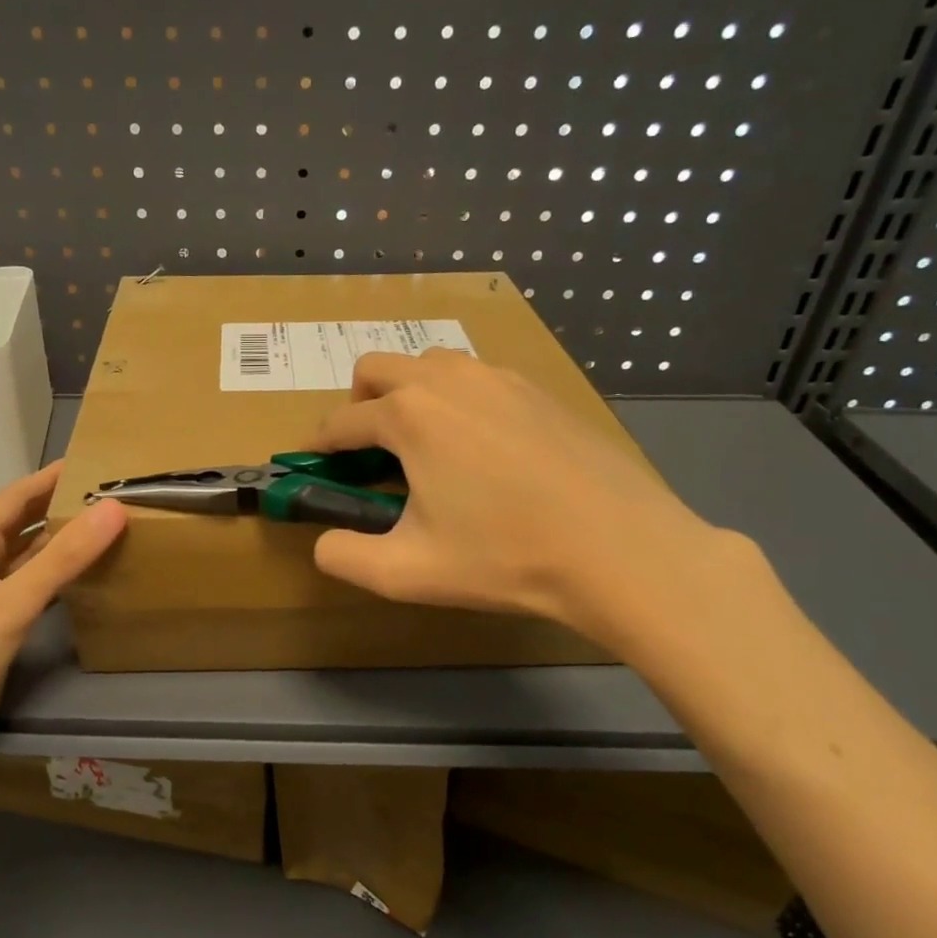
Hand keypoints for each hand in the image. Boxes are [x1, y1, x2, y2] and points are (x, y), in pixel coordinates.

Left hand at [0, 461, 125, 774]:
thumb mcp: (12, 603)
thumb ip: (63, 558)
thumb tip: (112, 509)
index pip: (14, 499)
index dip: (47, 478)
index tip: (89, 462)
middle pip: (21, 527)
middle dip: (58, 508)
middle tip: (107, 496)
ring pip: (29, 561)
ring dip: (61, 545)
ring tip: (106, 532)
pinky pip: (34, 593)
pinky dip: (59, 581)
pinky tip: (86, 583)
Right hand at [308, 351, 741, 654]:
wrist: (620, 547)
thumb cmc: (504, 557)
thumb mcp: (407, 572)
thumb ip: (344, 557)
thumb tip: (324, 544)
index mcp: (409, 416)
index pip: (342, 421)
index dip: (321, 445)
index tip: (317, 464)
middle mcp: (447, 380)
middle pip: (377, 368)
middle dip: (359, 404)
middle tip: (369, 450)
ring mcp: (498, 377)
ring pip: (429, 364)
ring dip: (408, 393)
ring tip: (425, 445)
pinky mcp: (537, 388)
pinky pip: (477, 378)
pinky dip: (457, 399)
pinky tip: (481, 448)